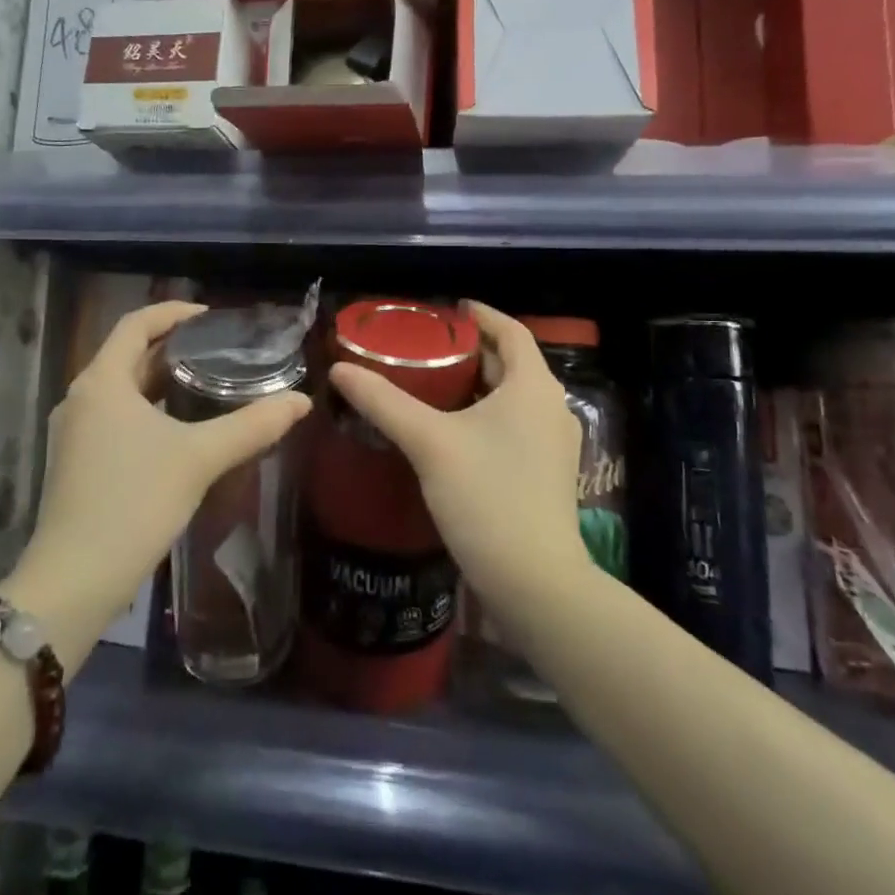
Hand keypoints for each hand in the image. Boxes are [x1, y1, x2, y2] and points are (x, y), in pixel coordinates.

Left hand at [8, 303, 311, 640]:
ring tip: (209, 386)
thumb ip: (252, 425)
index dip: (173, 313)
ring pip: (123, 391)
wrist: (75, 580)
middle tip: (220, 352)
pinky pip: (117, 419)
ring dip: (161, 383)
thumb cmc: (134, 502)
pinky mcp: (77, 463)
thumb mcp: (199, 458)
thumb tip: (301, 402)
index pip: (135, 324)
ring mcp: (75, 433)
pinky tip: (182, 431)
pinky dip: (149, 411)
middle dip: (173, 349)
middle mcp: (81, 398)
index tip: (212, 318)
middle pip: (129, 356)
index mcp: (101, 382)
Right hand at [328, 302, 588, 623]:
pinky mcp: (548, 473)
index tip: (448, 311)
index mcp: (533, 387)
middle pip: (511, 364)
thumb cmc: (487, 497)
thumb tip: (339, 369)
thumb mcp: (429, 442)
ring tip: (432, 384)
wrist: (535, 582)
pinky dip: (487, 414)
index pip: (512, 331)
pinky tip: (453, 431)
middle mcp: (552, 407)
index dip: (481, 316)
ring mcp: (555, 444)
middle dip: (471, 352)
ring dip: (478, 385)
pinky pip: (516, 425)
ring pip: (513, 397)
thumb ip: (383, 402)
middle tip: (426, 348)